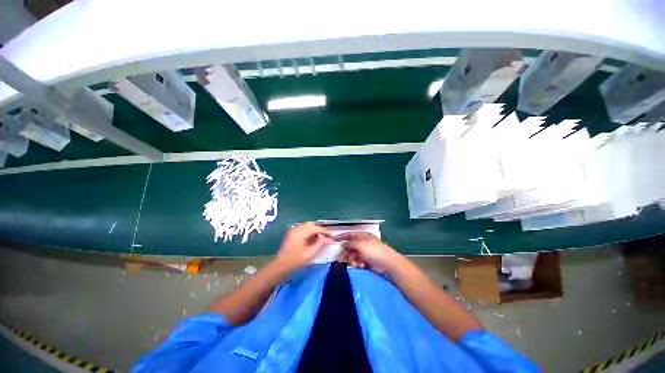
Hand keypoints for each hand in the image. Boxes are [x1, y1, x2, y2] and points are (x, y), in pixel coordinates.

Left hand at [275, 222, 332, 271]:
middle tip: (326, 236)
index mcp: (301, 232)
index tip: (332, 236)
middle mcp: (297, 228)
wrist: (280, 265)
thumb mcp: (310, 253)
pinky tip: (312, 239)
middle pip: (312, 224)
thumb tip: (328, 238)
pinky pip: (303, 228)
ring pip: (308, 225)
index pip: (317, 227)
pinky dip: (309, 231)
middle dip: (320, 229)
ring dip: (315, 230)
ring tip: (320, 238)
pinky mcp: (292, 233)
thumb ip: (320, 244)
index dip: (325, 231)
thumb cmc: (295, 260)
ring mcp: (293, 229)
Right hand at [335, 232, 401, 273]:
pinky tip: (361, 266)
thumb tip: (343, 243)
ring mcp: (365, 252)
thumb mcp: (360, 245)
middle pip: (350, 246)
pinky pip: (358, 261)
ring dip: (352, 260)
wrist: (388, 263)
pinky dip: (358, 264)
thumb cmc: (374, 251)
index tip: (334, 240)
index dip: (341, 237)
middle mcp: (363, 243)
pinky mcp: (367, 260)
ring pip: (353, 255)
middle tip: (340, 260)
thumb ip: (350, 243)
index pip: (349, 234)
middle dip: (346, 253)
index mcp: (362, 236)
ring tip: (356, 265)